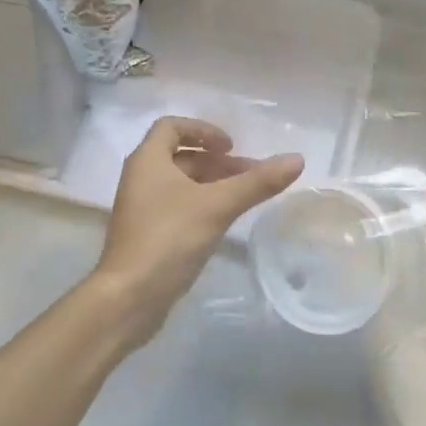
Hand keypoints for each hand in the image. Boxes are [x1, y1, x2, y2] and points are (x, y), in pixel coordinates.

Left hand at [93, 116, 302, 344]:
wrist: (127, 299)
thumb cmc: (168, 240)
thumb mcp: (218, 206)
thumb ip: (257, 182)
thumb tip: (297, 159)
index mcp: (148, 160)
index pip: (172, 126)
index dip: (203, 130)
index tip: (231, 147)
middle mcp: (140, 178)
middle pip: (181, 155)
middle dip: (217, 161)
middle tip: (250, 174)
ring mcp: (141, 207)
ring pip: (181, 182)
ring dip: (212, 182)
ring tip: (244, 196)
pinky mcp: (147, 233)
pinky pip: (177, 205)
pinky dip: (201, 203)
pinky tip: (224, 220)